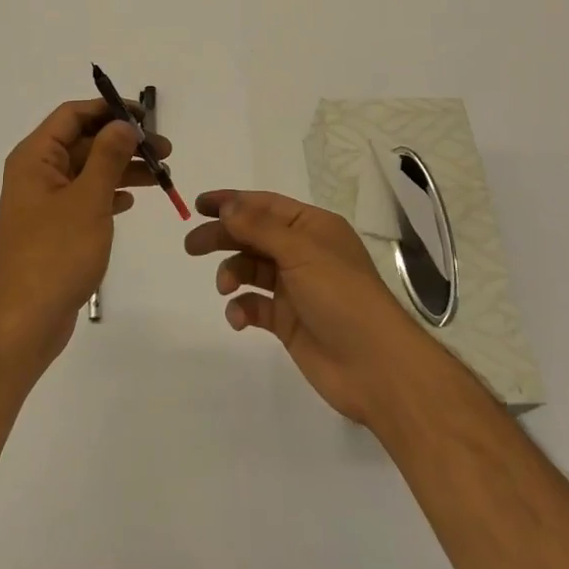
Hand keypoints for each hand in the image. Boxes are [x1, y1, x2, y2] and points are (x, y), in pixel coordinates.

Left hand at [0, 99, 169, 371]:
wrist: (24, 321)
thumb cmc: (56, 253)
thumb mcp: (88, 199)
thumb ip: (108, 156)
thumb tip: (123, 124)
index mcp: (35, 157)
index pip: (72, 115)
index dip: (108, 110)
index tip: (145, 118)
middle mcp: (36, 173)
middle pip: (83, 142)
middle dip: (123, 142)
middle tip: (165, 152)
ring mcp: (44, 203)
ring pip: (88, 171)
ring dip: (122, 168)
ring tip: (161, 176)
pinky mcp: (54, 229)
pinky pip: (85, 198)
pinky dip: (109, 193)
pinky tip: (132, 200)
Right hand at [185, 189, 426, 425]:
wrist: (376, 367)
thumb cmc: (341, 296)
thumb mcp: (300, 251)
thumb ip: (259, 228)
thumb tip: (228, 205)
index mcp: (313, 228)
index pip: (265, 205)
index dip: (232, 202)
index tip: (199, 204)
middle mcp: (304, 253)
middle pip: (253, 236)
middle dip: (223, 237)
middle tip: (191, 246)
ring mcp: (296, 288)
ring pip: (251, 270)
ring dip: (233, 274)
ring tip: (226, 287)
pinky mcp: (288, 322)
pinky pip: (255, 306)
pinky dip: (242, 308)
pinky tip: (239, 317)